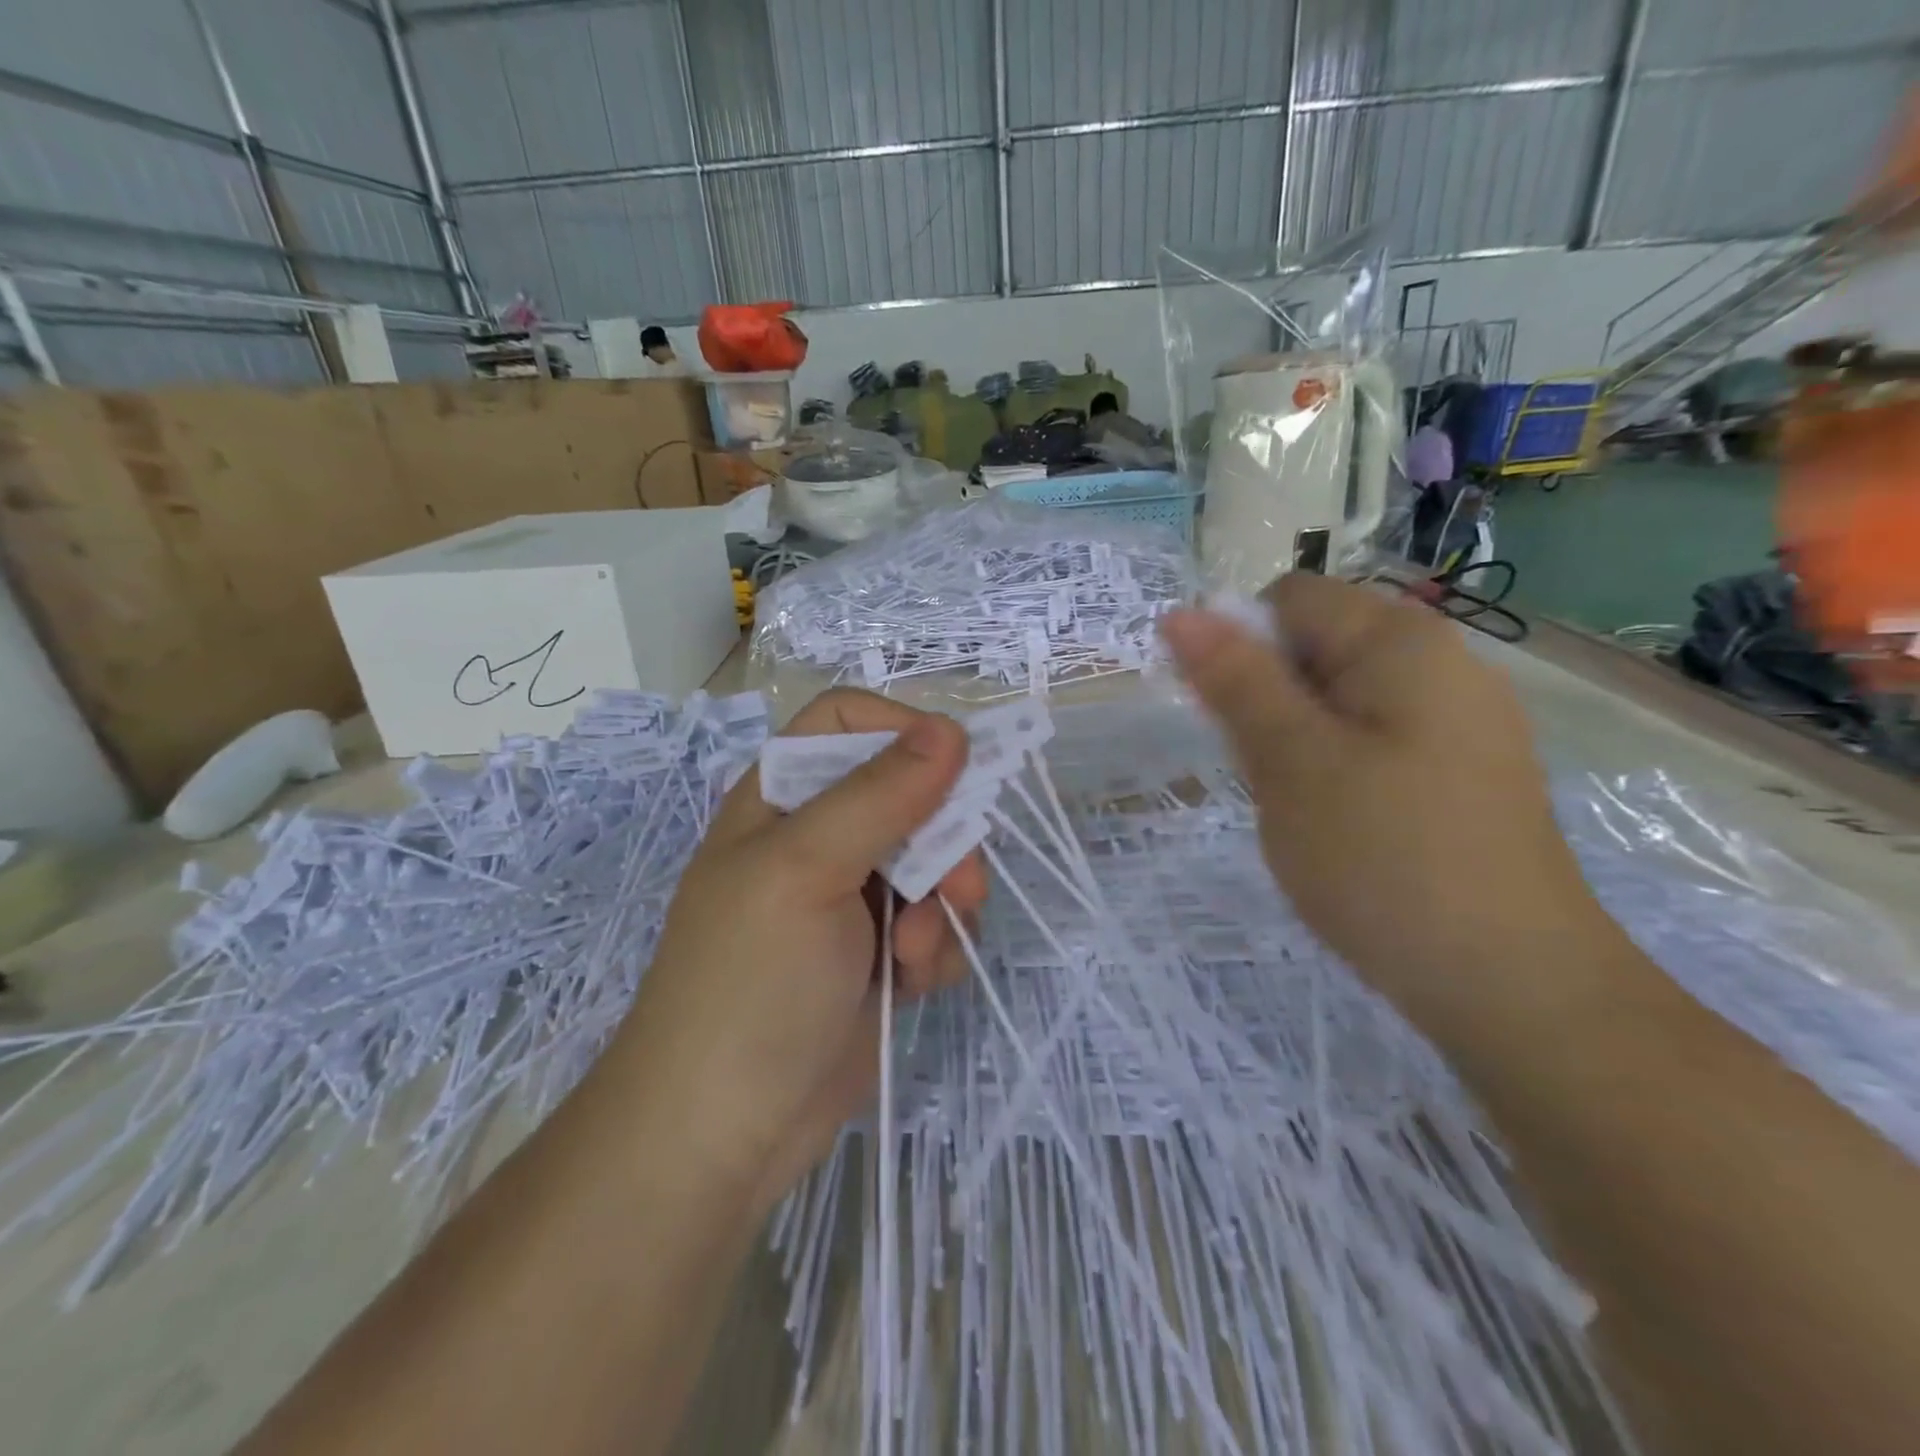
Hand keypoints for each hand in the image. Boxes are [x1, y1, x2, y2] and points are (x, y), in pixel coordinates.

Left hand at [610, 689, 987, 1214]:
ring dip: (943, 904)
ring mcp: (853, 898)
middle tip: (958, 888)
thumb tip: (950, 729)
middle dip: (944, 838)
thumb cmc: (750, 984)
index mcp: (783, 799)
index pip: (847, 723)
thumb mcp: (807, 871)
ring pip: (936, 861)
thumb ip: (879, 795)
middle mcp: (819, 838)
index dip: (902, 731)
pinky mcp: (880, 953)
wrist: (723, 1133)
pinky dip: (937, 948)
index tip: (954, 767)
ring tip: (914, 955)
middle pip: (910, 794)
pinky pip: (937, 921)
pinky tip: (913, 983)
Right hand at [1160, 575, 1616, 1042]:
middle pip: (1315, 647)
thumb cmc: (1384, 857)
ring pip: (1337, 701)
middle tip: (1268, 774)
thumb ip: (1235, 680)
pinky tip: (1339, 826)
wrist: (1511, 985)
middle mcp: (1440, 664)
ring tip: (1301, 807)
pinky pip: (1371, 742)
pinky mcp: (1461, 773)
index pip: (1288, 599)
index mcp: (1401, 642)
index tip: (1227, 720)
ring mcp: (1457, 722)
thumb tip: (1181, 614)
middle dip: (1268, 699)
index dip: (1239, 646)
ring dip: (1295, 740)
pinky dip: (1333, 768)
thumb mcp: (1290, 761)